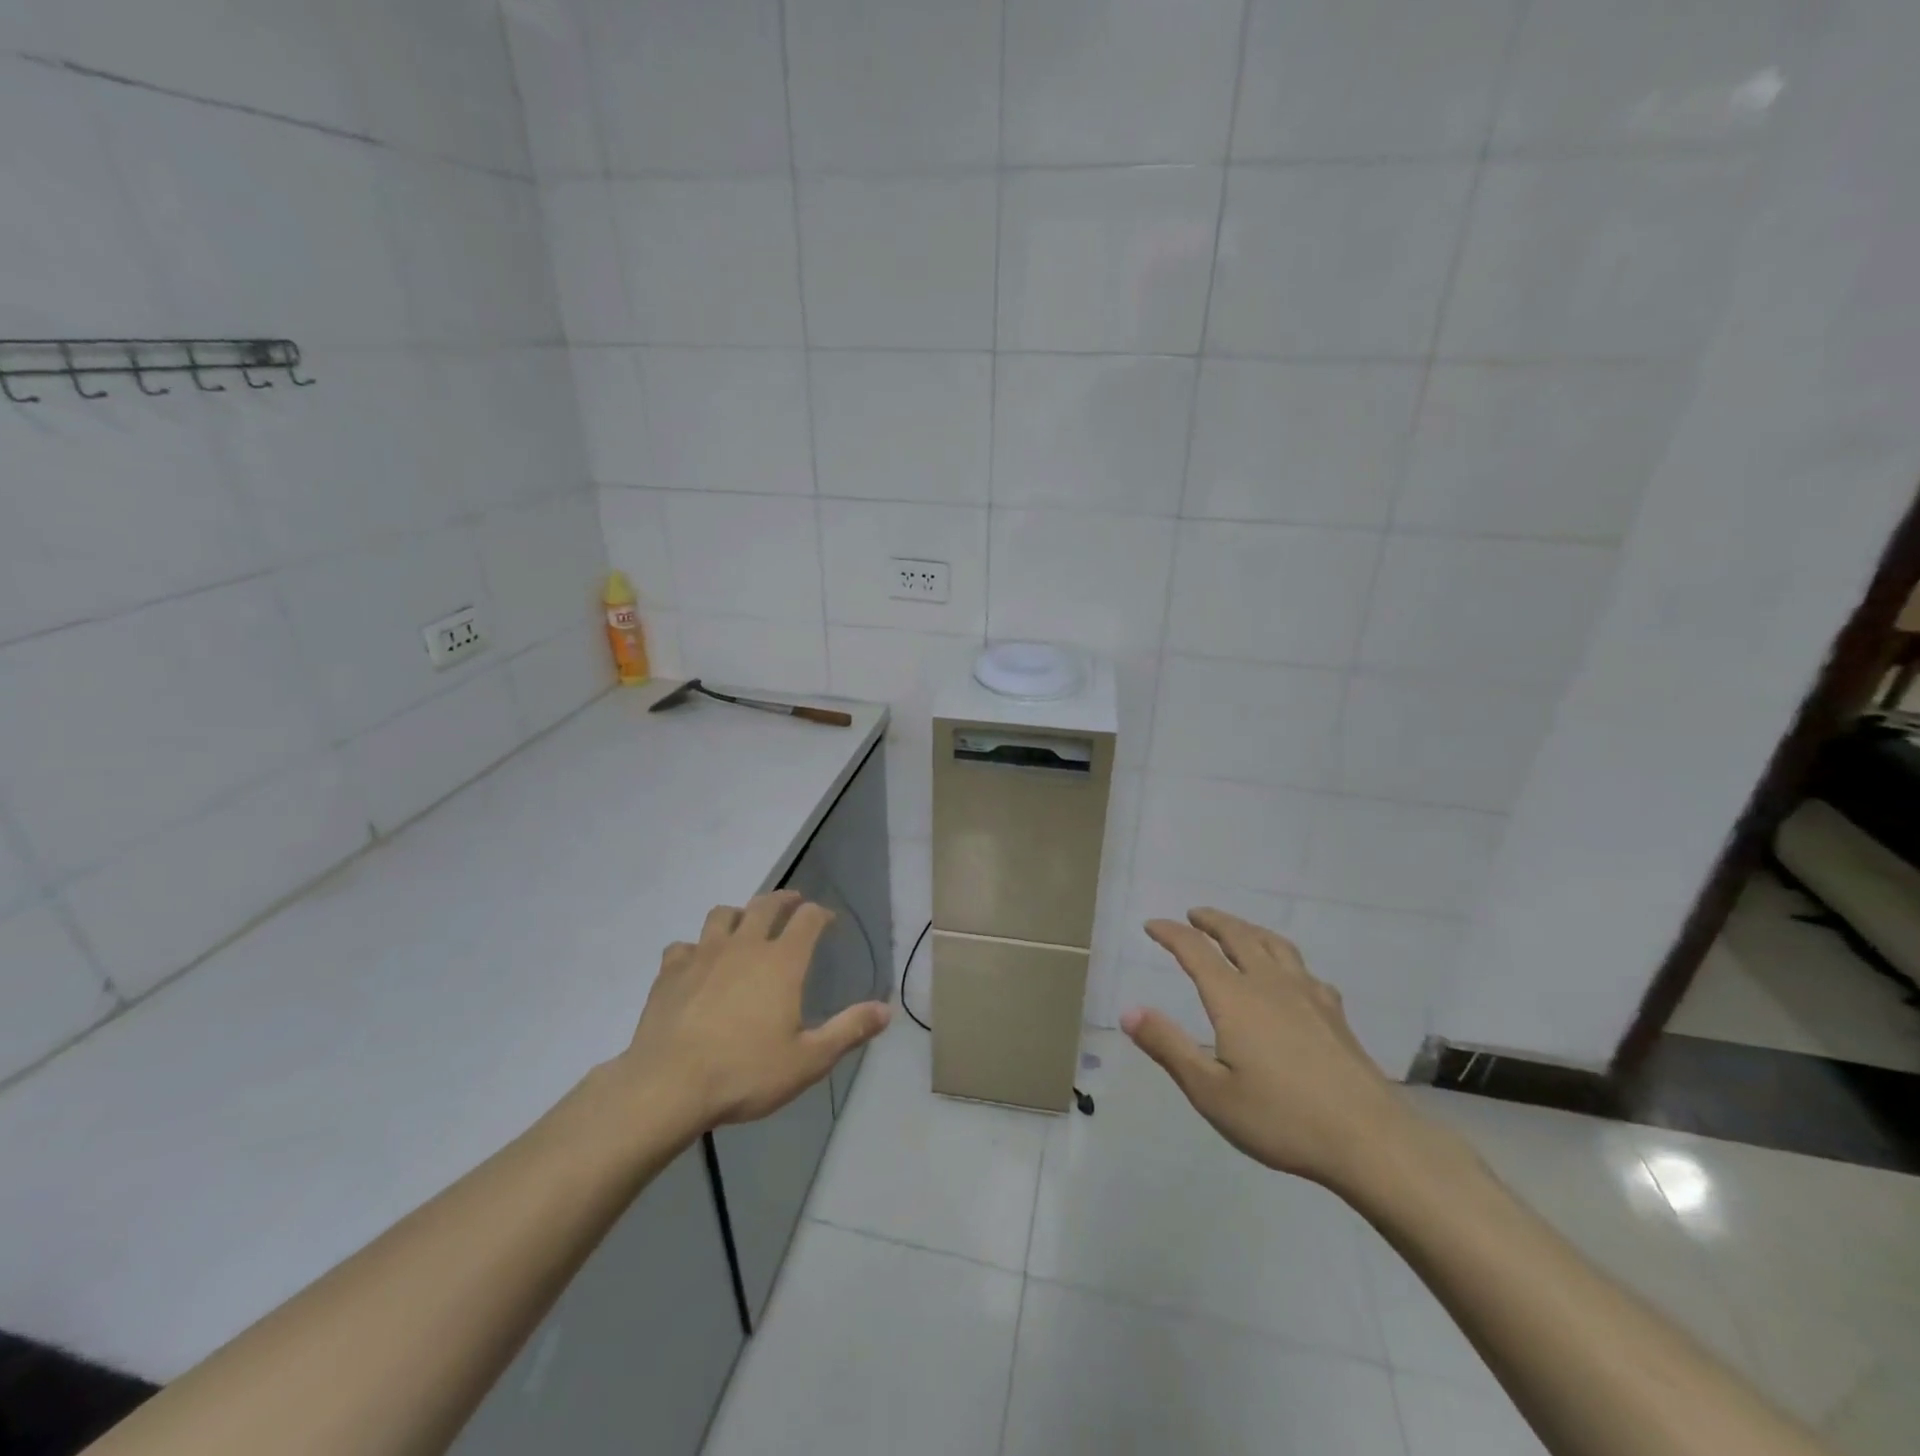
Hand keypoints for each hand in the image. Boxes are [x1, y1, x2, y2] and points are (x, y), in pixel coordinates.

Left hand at [618, 891, 890, 1129]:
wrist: (668, 1087)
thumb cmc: (745, 1072)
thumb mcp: (808, 1060)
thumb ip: (848, 1030)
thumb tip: (886, 1010)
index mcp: (781, 962)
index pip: (808, 919)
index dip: (820, 914)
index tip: (827, 920)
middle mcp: (744, 946)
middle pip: (766, 905)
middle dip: (783, 899)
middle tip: (792, 902)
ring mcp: (702, 955)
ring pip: (722, 915)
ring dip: (738, 915)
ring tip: (743, 926)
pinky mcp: (670, 973)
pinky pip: (683, 946)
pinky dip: (694, 949)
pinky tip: (696, 964)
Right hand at [1122, 909, 1415, 1192]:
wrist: (1370, 1140)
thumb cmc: (1281, 1118)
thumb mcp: (1210, 1091)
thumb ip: (1167, 1046)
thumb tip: (1128, 1010)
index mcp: (1235, 998)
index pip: (1195, 950)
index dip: (1171, 933)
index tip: (1152, 925)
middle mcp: (1269, 984)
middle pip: (1238, 936)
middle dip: (1212, 921)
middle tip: (1194, 915)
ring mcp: (1308, 995)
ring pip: (1274, 945)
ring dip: (1249, 929)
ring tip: (1238, 930)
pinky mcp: (1335, 1014)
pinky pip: (1304, 969)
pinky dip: (1284, 958)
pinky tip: (1291, 976)